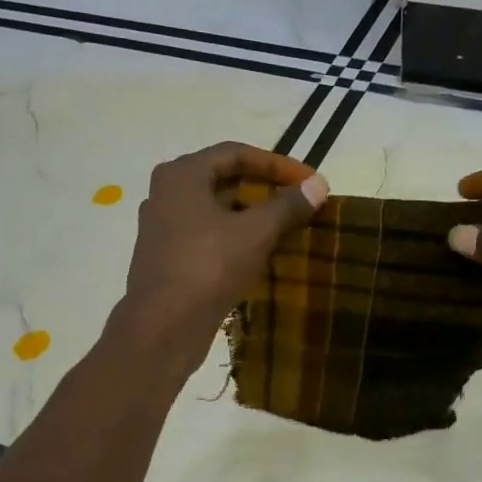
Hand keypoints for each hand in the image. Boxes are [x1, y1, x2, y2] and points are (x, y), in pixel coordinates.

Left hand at [116, 142, 327, 372]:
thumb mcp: (255, 233)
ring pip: (216, 212)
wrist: (163, 327)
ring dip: (251, 218)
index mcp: (182, 175)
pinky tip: (259, 256)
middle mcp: (166, 195)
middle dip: (265, 191)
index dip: (277, 164)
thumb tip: (318, 185)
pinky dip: (235, 240)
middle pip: (224, 181)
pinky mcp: (167, 260)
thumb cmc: (208, 267)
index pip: (236, 153)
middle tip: (299, 204)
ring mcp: (163, 229)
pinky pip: (207, 238)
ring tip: (286, 230)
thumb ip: (287, 206)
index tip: (309, 181)